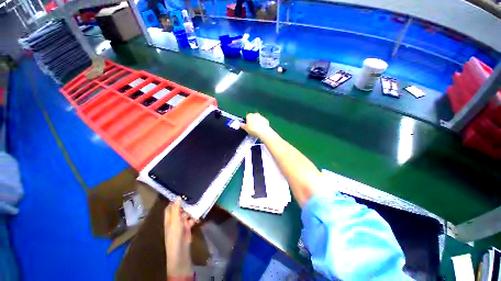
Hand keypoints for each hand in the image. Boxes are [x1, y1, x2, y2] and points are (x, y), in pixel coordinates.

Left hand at [164, 198, 195, 278]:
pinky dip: (194, 218)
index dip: (174, 201)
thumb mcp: (175, 220)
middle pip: (179, 209)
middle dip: (185, 205)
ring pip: (186, 214)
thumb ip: (176, 209)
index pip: (170, 207)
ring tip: (197, 204)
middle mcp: (174, 220)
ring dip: (191, 211)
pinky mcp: (187, 227)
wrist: (180, 249)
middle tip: (192, 197)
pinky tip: (198, 216)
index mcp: (169, 218)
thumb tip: (178, 197)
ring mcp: (181, 223)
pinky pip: (191, 219)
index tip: (181, 194)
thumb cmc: (175, 234)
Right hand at [240, 113, 272, 138]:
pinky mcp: (266, 120)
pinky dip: (262, 124)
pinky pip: (263, 122)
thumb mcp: (245, 128)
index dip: (247, 122)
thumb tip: (239, 124)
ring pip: (258, 119)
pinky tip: (261, 129)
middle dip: (252, 121)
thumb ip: (242, 125)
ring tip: (257, 129)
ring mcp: (261, 117)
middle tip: (252, 128)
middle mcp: (255, 114)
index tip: (247, 126)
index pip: (247, 117)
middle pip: (253, 117)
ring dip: (257, 123)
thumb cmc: (253, 129)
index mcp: (249, 115)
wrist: (263, 131)